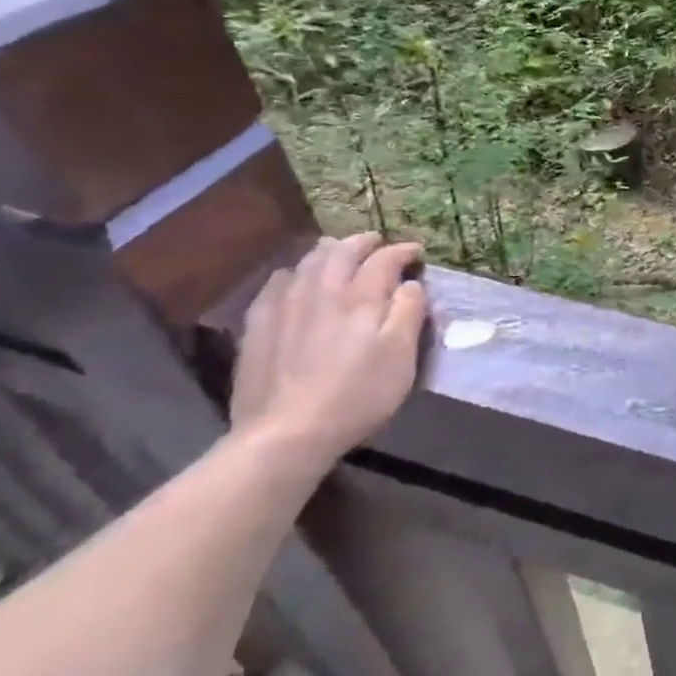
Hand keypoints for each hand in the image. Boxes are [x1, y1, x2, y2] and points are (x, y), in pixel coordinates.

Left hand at [228, 234, 427, 467]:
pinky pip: (276, 284)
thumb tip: (410, 284)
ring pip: (308, 262)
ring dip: (328, 252)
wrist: (286, 433)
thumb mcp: (401, 356)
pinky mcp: (258, 326)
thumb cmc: (358, 394)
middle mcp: (322, 290)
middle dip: (363, 242)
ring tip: (339, 252)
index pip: (385, 259)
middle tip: (377, 242)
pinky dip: (294, 273)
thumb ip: (409, 312)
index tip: (417, 253)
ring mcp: (285, 306)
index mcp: (362, 297)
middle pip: (342, 251)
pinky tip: (294, 280)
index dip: (403, 251)